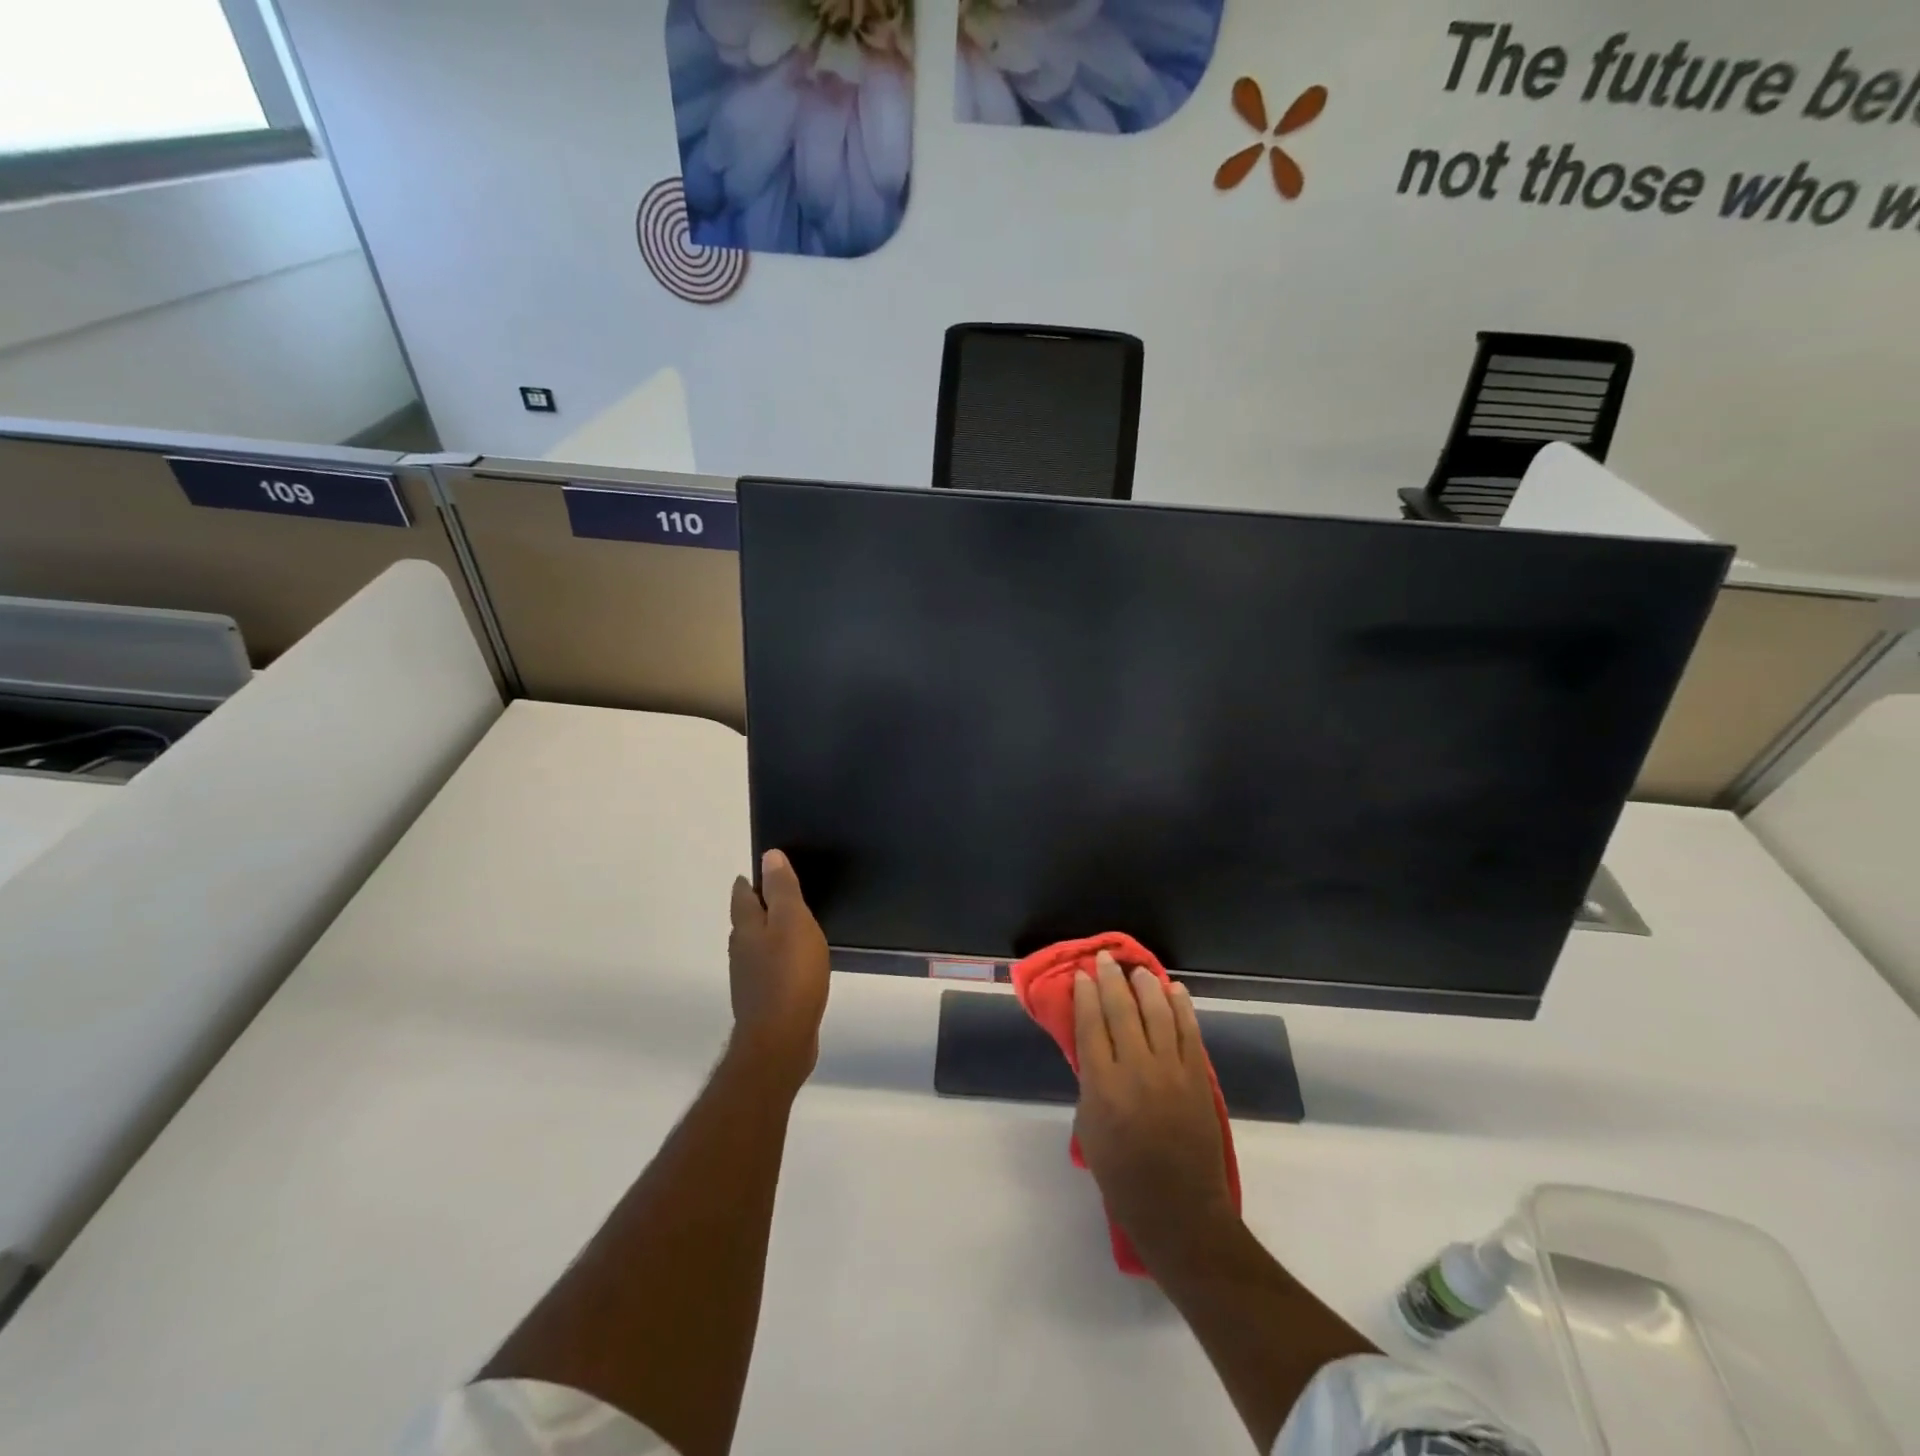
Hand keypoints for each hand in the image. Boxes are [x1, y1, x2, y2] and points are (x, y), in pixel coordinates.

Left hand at [727, 850, 830, 1091]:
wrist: (780, 1040)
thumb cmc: (790, 975)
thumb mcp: (793, 922)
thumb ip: (782, 890)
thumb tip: (769, 856)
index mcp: (747, 928)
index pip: (742, 895)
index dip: (752, 880)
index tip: (766, 871)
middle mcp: (740, 951)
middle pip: (746, 921)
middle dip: (759, 907)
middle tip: (781, 896)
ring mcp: (748, 979)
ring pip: (756, 946)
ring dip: (768, 935)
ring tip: (791, 928)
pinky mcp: (762, 1001)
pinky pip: (768, 970)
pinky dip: (778, 960)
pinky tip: (794, 966)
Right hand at [1073, 951, 1236, 1269]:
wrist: (1179, 1211)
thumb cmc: (1123, 1177)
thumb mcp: (1089, 1129)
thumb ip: (1091, 1084)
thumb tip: (1097, 1050)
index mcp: (1103, 1086)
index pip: (1091, 1025)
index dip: (1086, 995)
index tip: (1083, 975)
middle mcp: (1137, 1070)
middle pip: (1122, 1011)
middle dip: (1111, 980)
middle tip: (1105, 959)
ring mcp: (1172, 1072)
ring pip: (1158, 1014)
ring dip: (1146, 986)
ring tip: (1138, 970)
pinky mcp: (1198, 1078)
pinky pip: (1189, 1032)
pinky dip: (1182, 1007)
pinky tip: (1175, 990)